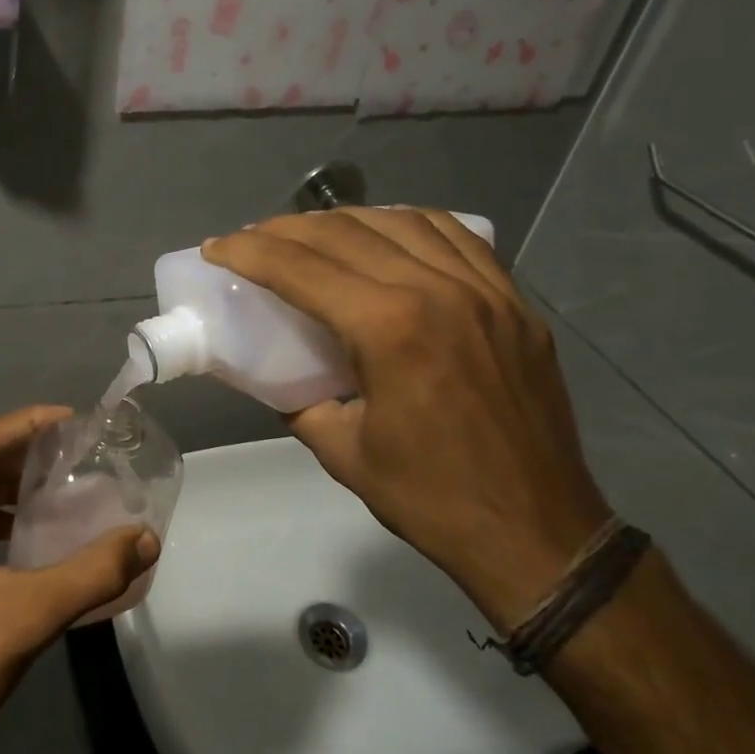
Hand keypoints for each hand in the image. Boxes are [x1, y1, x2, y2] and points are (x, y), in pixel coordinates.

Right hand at [203, 208, 610, 629]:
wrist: (537, 532)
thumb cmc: (432, 499)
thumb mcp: (341, 452)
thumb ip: (299, 399)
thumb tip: (275, 372)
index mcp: (389, 329)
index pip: (301, 268)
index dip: (249, 251)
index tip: (217, 247)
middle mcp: (438, 291)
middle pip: (345, 232)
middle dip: (286, 229)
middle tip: (253, 239)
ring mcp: (485, 290)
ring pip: (401, 222)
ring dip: (344, 220)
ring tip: (312, 234)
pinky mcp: (514, 301)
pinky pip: (456, 237)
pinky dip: (409, 225)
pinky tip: (387, 234)